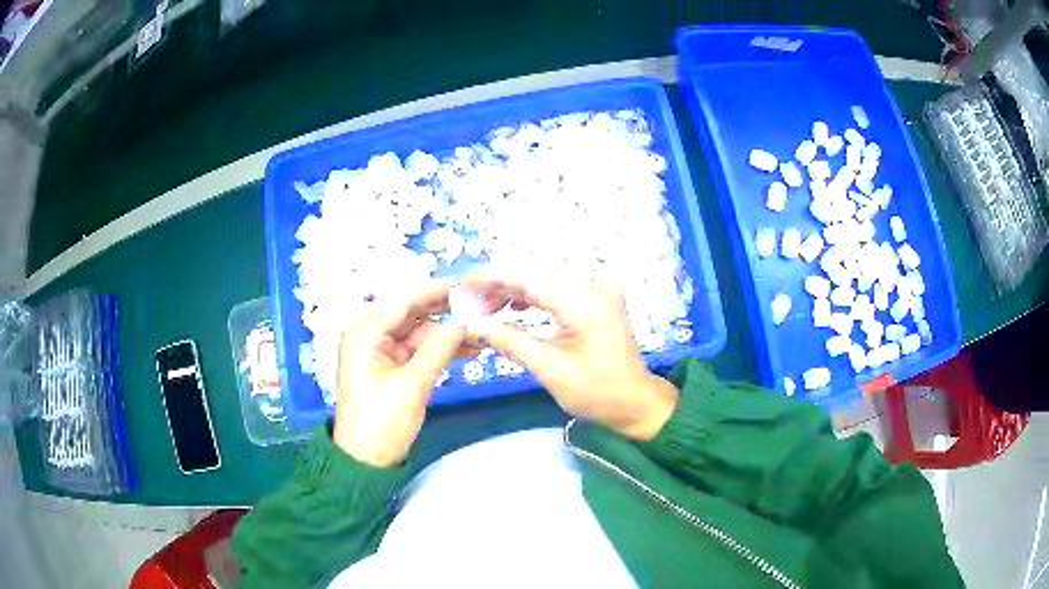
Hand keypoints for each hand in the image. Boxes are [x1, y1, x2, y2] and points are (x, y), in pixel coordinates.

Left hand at [333, 280, 466, 467]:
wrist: (367, 462)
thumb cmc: (381, 423)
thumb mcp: (412, 385)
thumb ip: (438, 349)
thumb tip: (464, 322)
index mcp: (364, 333)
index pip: (402, 300)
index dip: (435, 291)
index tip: (467, 287)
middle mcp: (370, 336)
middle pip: (410, 313)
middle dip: (444, 311)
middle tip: (479, 307)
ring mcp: (380, 352)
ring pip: (418, 332)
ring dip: (445, 333)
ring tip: (479, 334)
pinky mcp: (390, 367)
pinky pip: (418, 350)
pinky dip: (438, 350)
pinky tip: (466, 351)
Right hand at [463, 267, 677, 440]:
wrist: (635, 400)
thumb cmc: (597, 393)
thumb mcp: (550, 371)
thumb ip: (510, 342)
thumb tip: (472, 325)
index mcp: (585, 303)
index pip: (529, 276)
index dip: (492, 277)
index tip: (462, 285)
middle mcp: (594, 284)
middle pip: (535, 271)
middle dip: (499, 283)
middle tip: (469, 303)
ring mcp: (598, 286)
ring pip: (544, 275)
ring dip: (513, 288)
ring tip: (486, 308)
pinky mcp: (597, 293)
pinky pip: (557, 283)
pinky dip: (533, 292)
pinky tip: (514, 307)